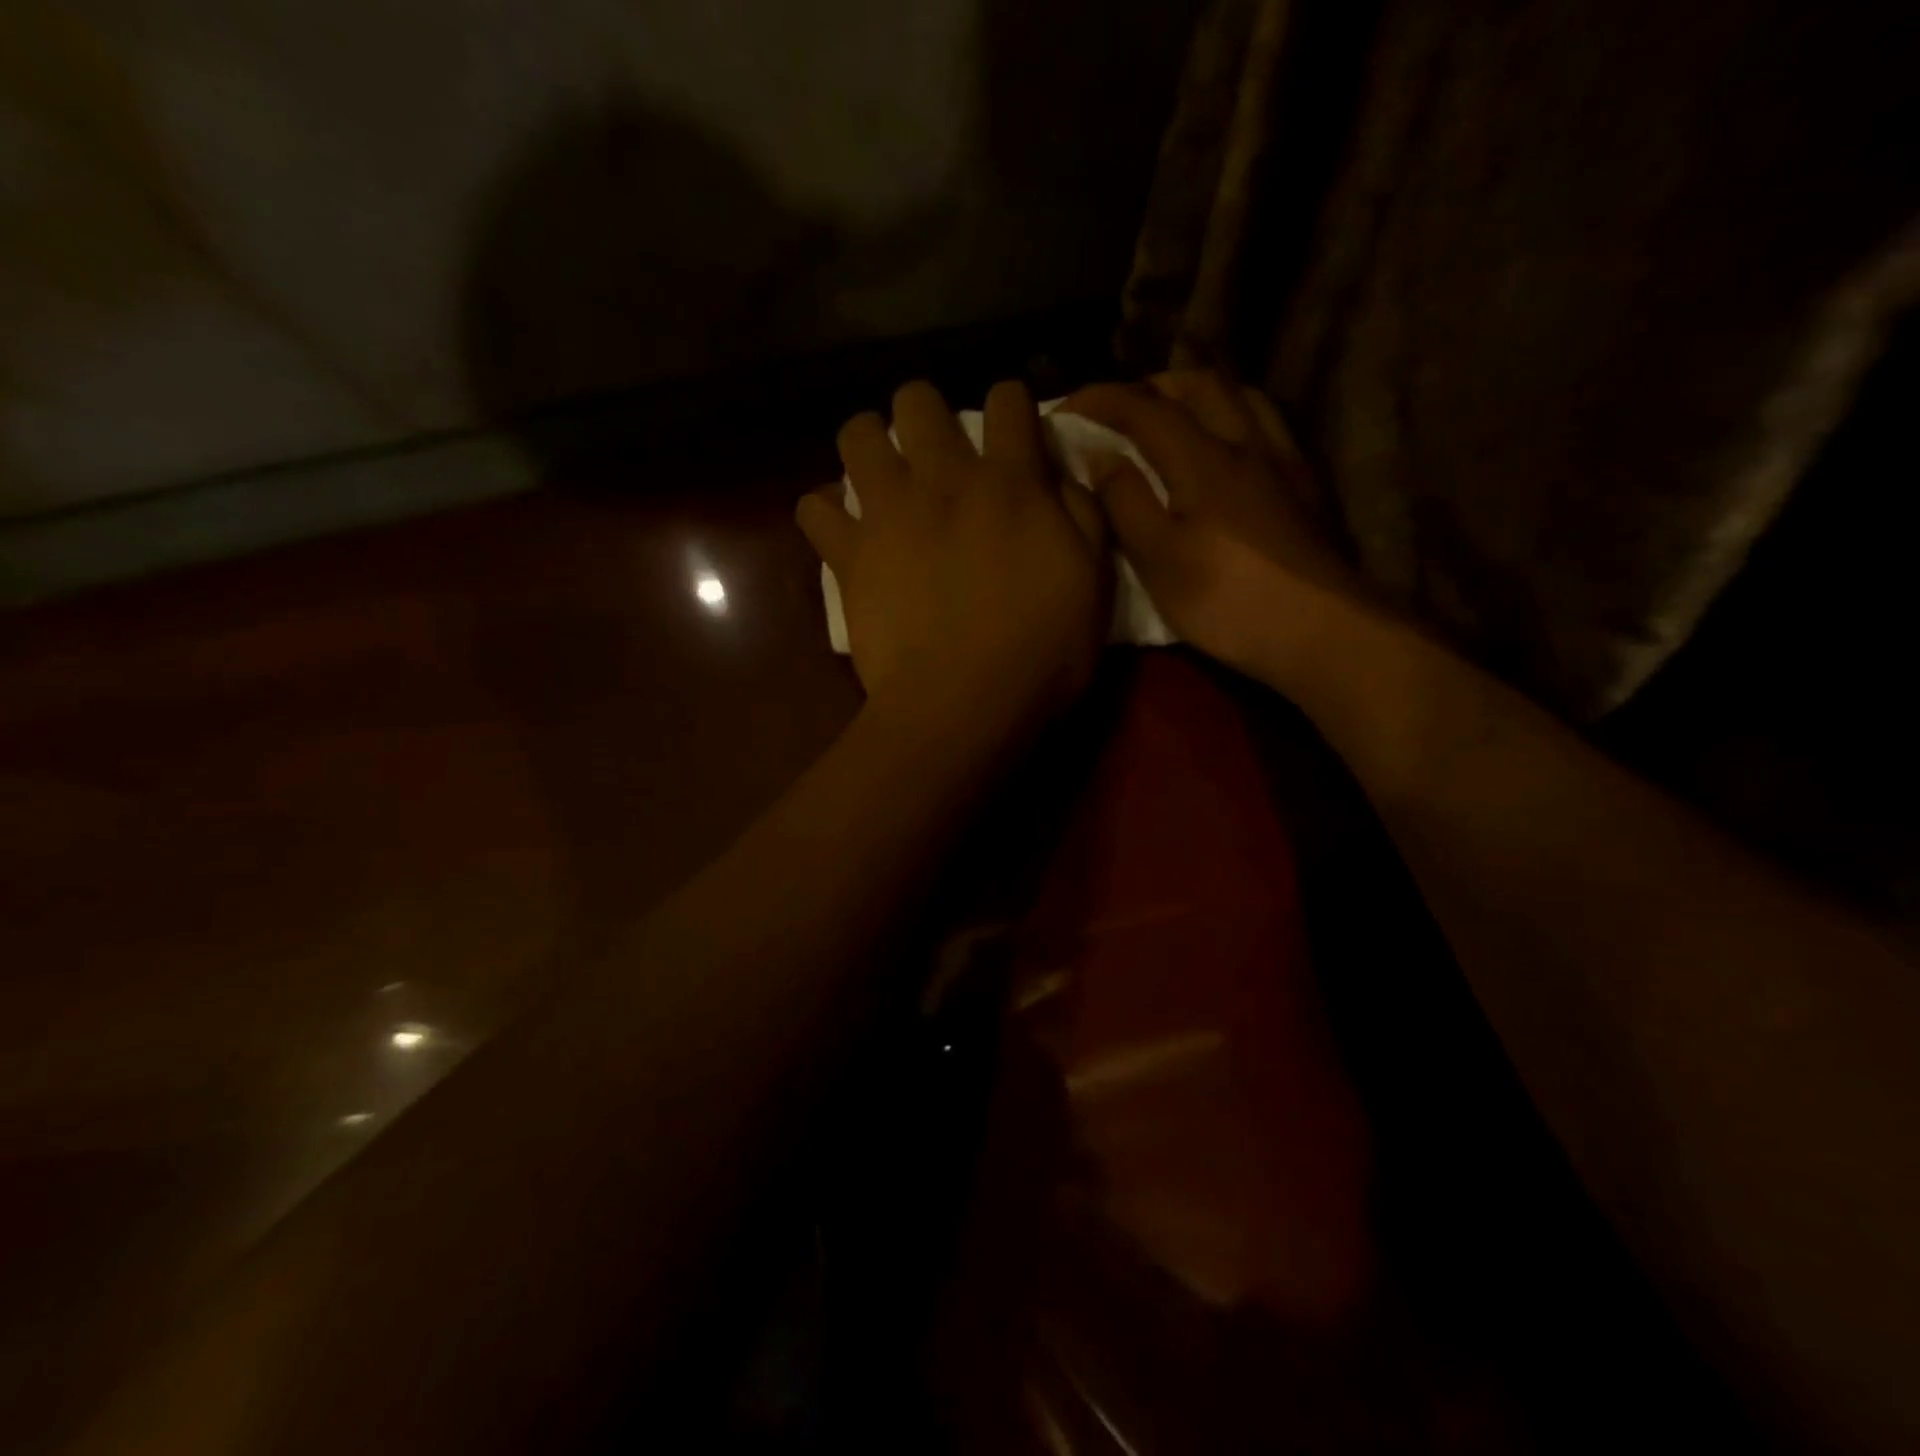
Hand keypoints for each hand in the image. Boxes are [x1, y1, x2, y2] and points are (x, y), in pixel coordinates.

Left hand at [798, 380, 1108, 740]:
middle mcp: (944, 479)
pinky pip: (814, 508)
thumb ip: (1082, 515)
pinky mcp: (848, 554)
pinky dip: (825, 512)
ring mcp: (888, 513)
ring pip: (857, 434)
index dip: (1010, 405)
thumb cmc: (1041, 652)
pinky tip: (842, 529)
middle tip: (934, 451)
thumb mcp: (1093, 583)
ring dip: (868, 444)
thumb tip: (1060, 476)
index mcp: (1010, 482)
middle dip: (925, 412)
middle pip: (917, 398)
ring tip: (880, 475)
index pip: (1008, 399)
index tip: (1011, 430)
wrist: (964, 704)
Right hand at [1062, 371, 1365, 685]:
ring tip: (1171, 419)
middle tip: (1119, 411)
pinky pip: (1266, 425)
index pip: (1145, 408)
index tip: (1066, 406)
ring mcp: (1281, 463)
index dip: (1102, 400)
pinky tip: (1224, 449)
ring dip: (1197, 395)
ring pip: (1240, 398)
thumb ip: (1125, 501)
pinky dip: (1233, 417)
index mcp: (1203, 458)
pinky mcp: (1303, 487)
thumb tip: (1100, 456)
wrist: (1320, 630)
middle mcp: (1246, 443)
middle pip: (1200, 386)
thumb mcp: (1158, 557)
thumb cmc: (1226, 599)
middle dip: (1152, 387)